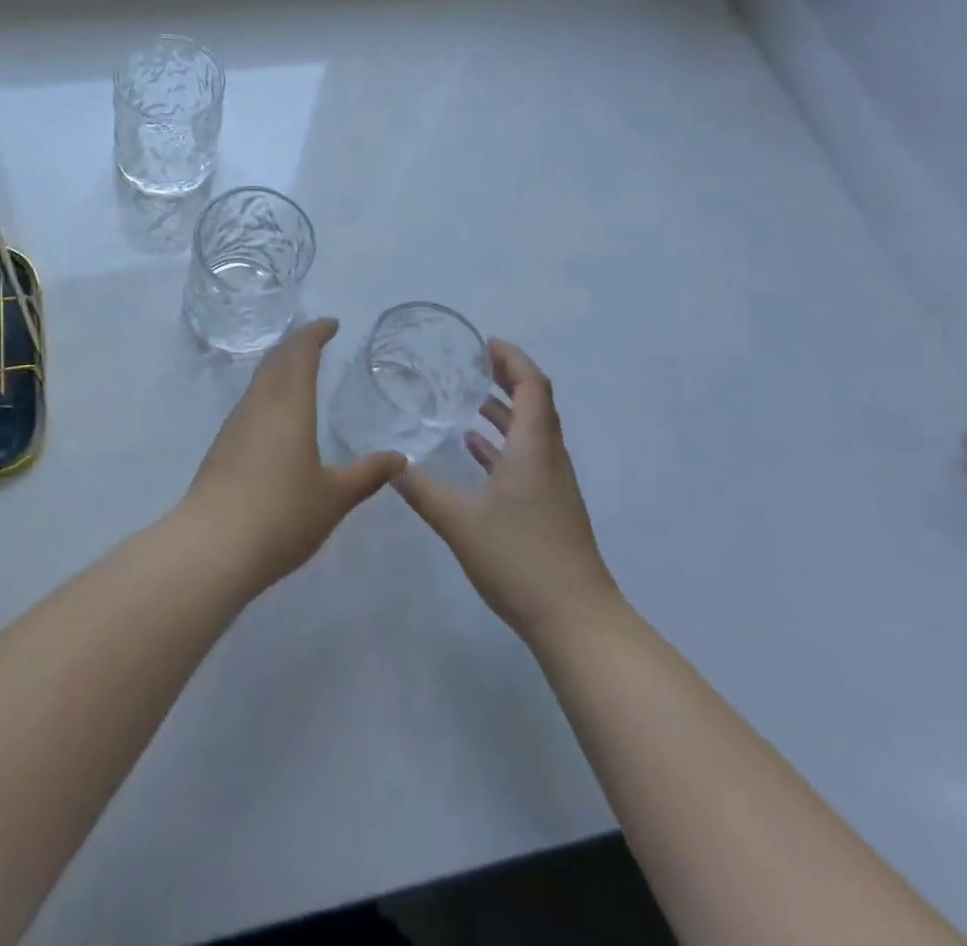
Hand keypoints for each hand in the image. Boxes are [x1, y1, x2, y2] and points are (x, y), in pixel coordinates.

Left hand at [180, 319, 406, 593]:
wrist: (213, 545)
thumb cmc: (282, 515)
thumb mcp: (334, 497)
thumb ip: (367, 475)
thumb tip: (399, 459)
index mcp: (289, 406)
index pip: (301, 353)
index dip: (315, 333)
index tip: (331, 324)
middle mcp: (259, 405)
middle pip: (275, 360)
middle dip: (296, 344)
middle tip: (317, 340)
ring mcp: (235, 425)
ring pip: (259, 382)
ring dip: (278, 368)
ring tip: (298, 372)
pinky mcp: (221, 446)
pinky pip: (249, 404)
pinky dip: (267, 393)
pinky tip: (275, 416)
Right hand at [395, 339, 618, 637]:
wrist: (576, 621)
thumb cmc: (520, 560)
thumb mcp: (459, 522)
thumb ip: (421, 490)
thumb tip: (389, 463)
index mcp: (534, 448)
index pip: (532, 385)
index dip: (511, 359)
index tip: (484, 345)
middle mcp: (549, 457)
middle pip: (535, 403)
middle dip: (507, 378)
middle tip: (473, 364)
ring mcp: (553, 484)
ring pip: (531, 432)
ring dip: (505, 411)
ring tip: (468, 399)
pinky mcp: (550, 506)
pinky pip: (527, 458)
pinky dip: (503, 444)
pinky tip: (474, 449)